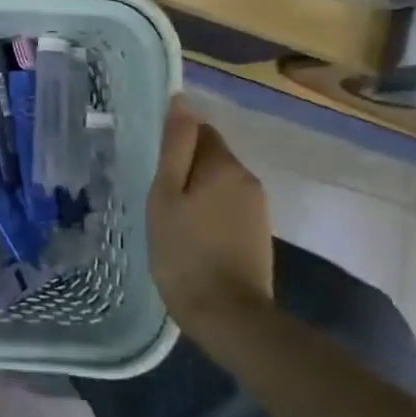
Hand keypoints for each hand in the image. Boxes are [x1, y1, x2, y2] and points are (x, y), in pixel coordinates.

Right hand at [147, 95, 274, 333]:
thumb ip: (175, 146)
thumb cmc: (185, 251)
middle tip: (160, 200)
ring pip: (220, 184)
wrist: (229, 316)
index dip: (175, 146)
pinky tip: (194, 238)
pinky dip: (211, 214)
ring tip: (174, 221)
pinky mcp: (260, 234)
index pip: (200, 131)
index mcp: (225, 164)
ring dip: (199, 193)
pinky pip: (229, 208)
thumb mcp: (166, 194)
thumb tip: (182, 99)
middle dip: (187, 170)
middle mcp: (248, 179)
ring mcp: (258, 208)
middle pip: (212, 157)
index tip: (156, 170)